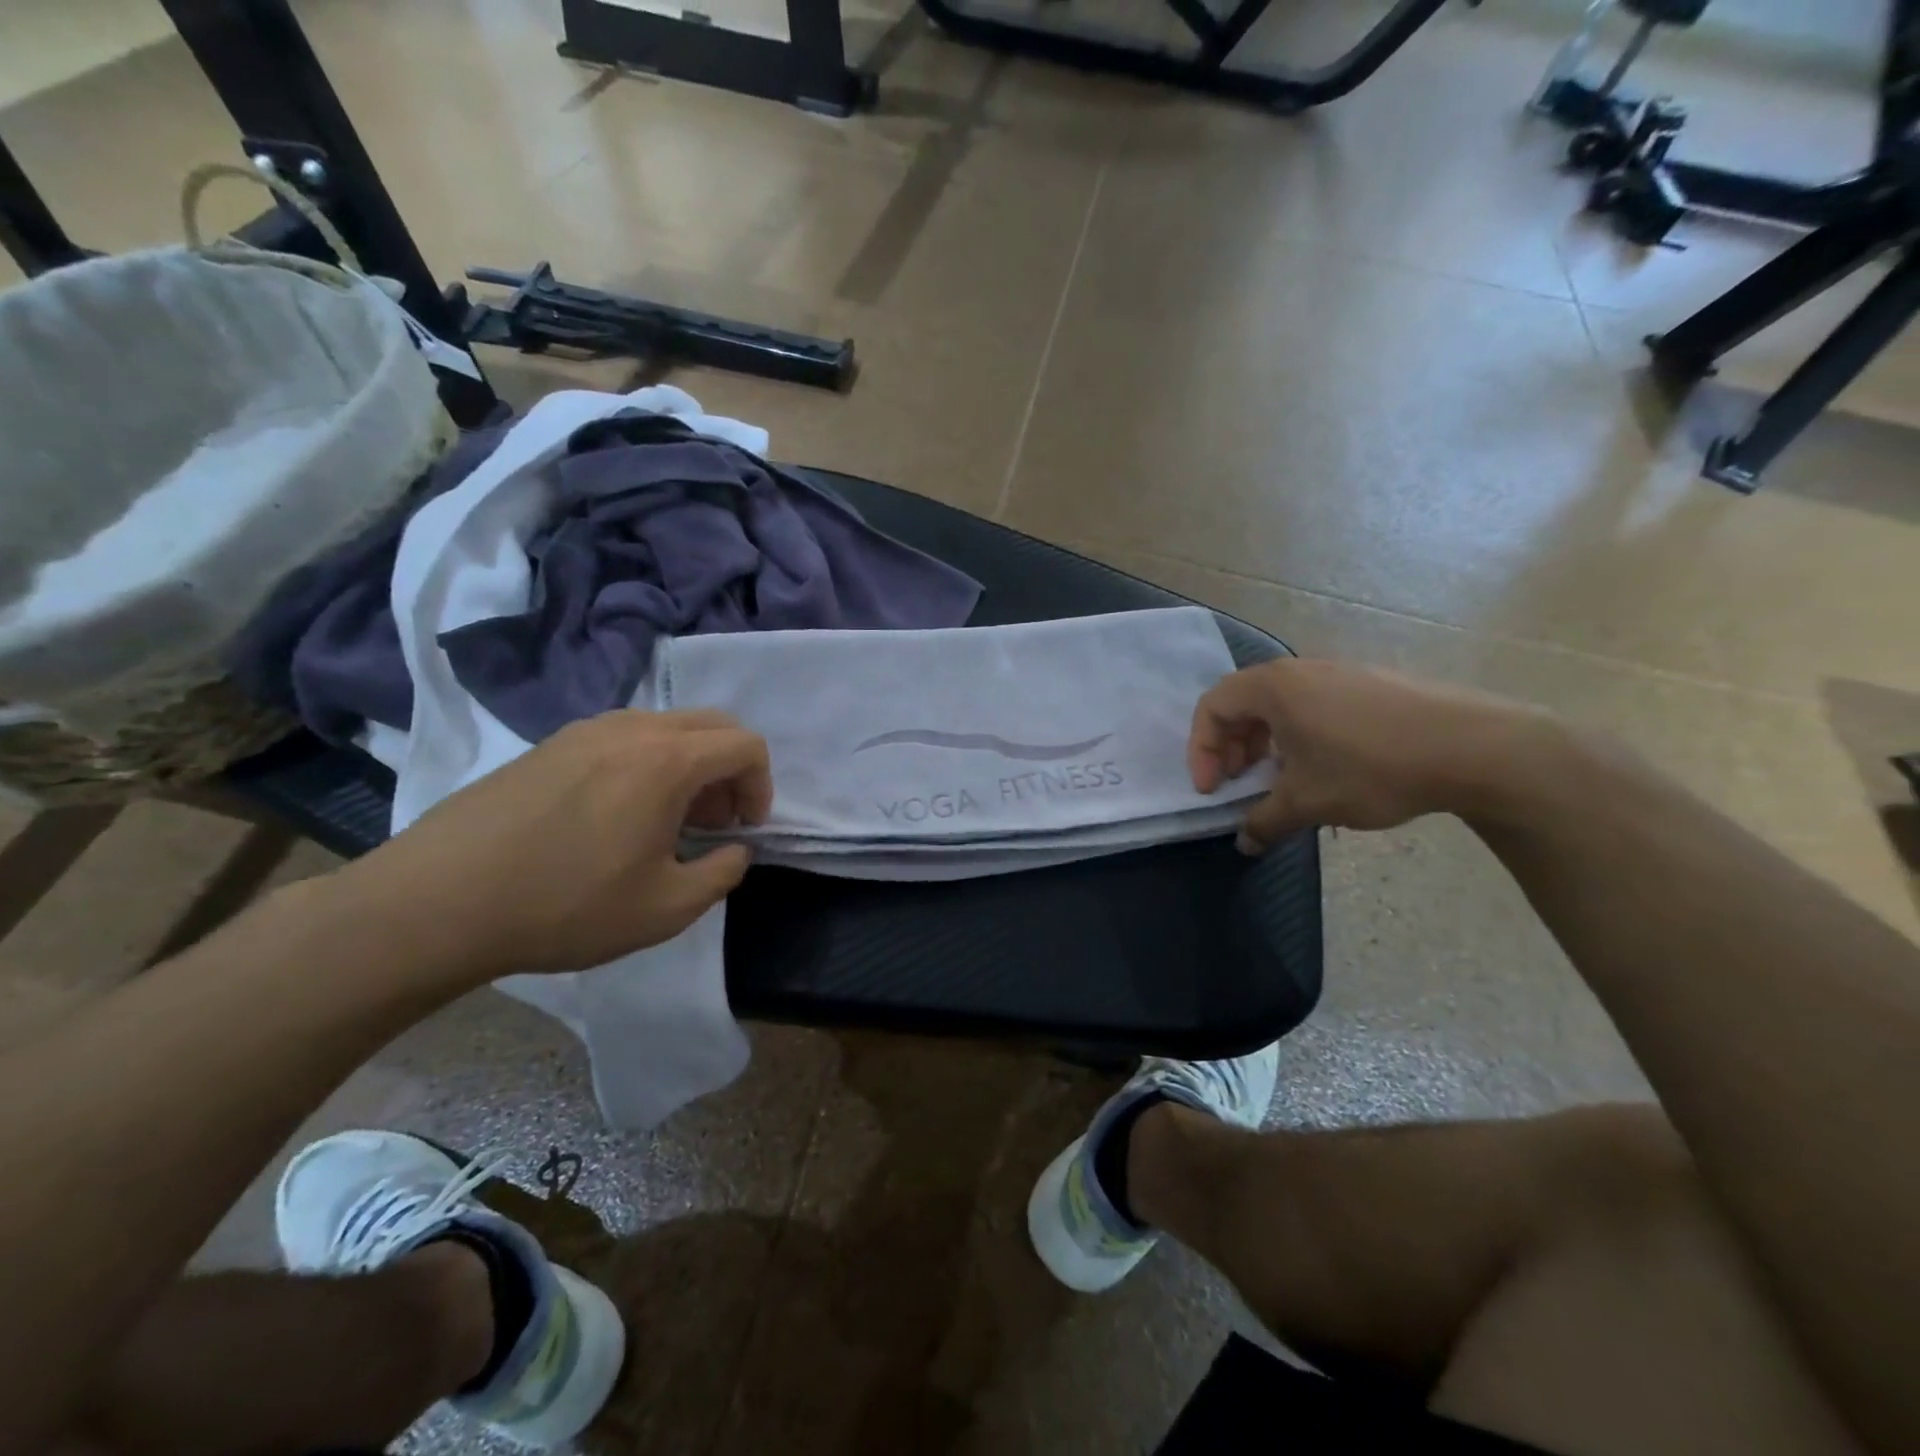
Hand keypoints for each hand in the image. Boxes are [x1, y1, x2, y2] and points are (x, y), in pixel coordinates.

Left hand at [338, 709, 772, 979]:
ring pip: (666, 727)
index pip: (745, 745)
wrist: (438, 901)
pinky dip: (647, 762)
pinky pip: (623, 737)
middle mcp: (632, 729)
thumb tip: (735, 849)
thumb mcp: (666, 909)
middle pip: (711, 724)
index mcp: (667, 760)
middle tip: (715, 821)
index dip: (762, 785)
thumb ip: (722, 873)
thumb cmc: (566, 906)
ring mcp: (585, 730)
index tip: (745, 829)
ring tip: (667, 820)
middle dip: (730, 769)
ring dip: (689, 764)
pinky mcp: (550, 744)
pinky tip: (617, 814)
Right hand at [1188, 659, 1551, 851]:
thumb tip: (1244, 843)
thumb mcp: (1308, 802)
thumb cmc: (1372, 768)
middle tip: (1237, 784)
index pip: (1212, 707)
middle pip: (1242, 703)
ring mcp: (1339, 674)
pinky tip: (1324, 770)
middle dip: (1230, 747)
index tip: (1213, 789)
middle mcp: (1300, 671)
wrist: (1475, 747)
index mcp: (1273, 687)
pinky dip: (1298, 736)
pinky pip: (1313, 706)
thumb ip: (1265, 822)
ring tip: (1279, 780)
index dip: (1200, 750)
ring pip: (1280, 706)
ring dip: (1264, 744)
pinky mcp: (1371, 685)